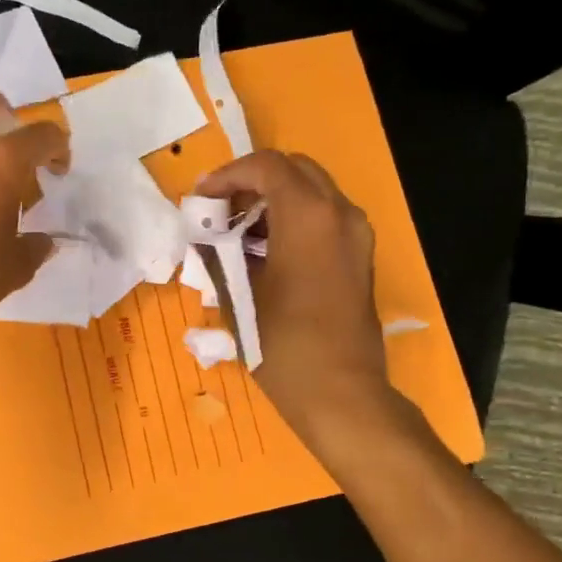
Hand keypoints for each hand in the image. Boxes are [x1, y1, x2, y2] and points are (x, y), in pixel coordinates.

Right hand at [196, 151, 390, 441]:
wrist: (341, 395)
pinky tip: (265, 254)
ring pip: (312, 193)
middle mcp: (339, 214)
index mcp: (308, 216)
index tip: (201, 200)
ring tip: (237, 234)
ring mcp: (356, 235)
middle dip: (252, 183)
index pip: (266, 166)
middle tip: (220, 211)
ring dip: (273, 202)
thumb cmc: (283, 345)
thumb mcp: (238, 297)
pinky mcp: (360, 258)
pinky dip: (294, 221)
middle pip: (293, 170)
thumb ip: (217, 253)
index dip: (227, 175)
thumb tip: (203, 234)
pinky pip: (325, 219)